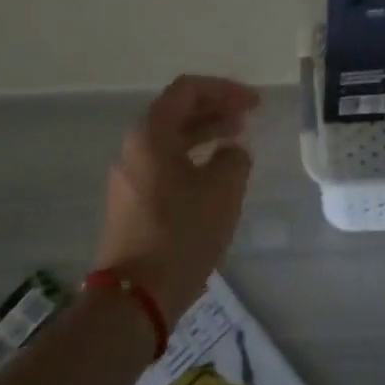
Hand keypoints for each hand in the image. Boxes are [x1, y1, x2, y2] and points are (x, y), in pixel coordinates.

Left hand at [96, 75, 258, 321]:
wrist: (136, 295)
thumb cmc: (181, 233)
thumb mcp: (222, 190)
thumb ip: (234, 159)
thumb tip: (231, 152)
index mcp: (150, 135)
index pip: (187, 91)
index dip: (224, 90)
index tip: (254, 103)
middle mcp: (134, 148)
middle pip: (176, 113)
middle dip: (215, 109)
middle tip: (249, 117)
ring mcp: (130, 176)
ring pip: (171, 141)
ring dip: (205, 134)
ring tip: (237, 140)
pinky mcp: (132, 202)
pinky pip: (165, 165)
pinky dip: (192, 158)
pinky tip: (215, 173)